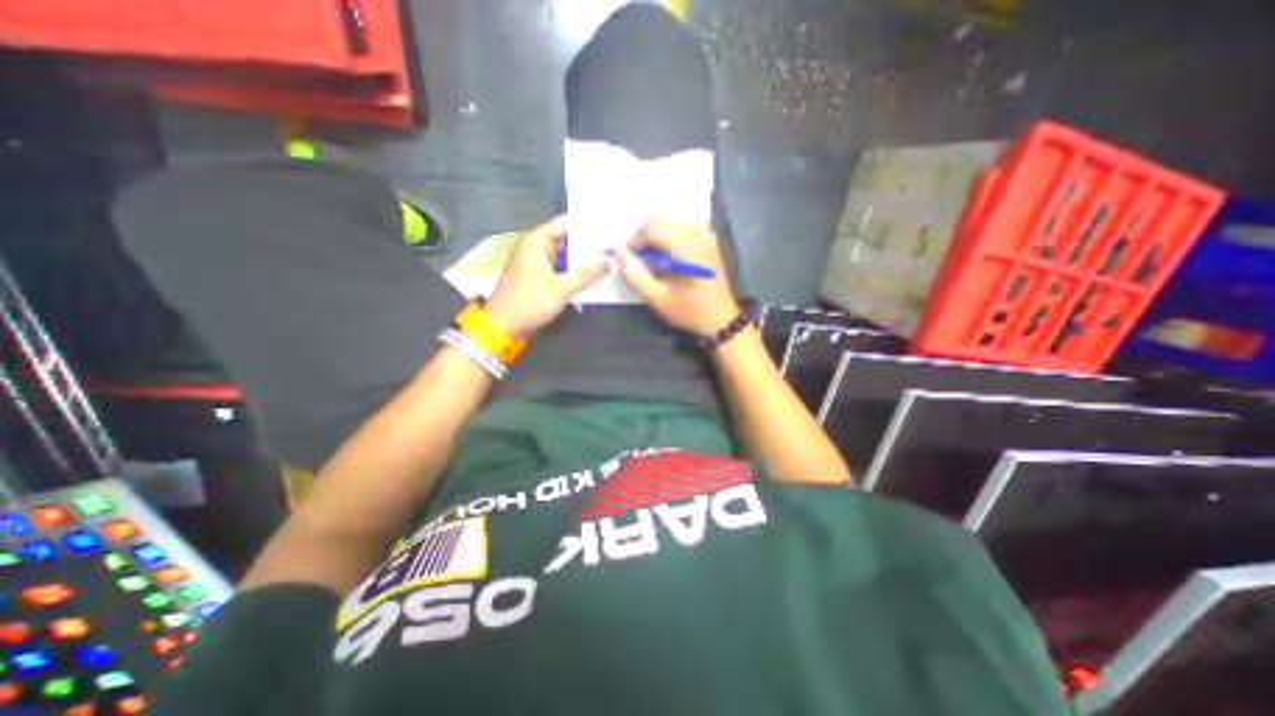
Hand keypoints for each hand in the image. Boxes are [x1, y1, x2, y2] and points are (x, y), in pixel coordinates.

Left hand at [486, 215, 609, 336]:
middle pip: (564, 239)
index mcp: (536, 242)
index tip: (608, 226)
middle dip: (586, 243)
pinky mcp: (537, 278)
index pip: (564, 223)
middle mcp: (534, 248)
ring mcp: (535, 263)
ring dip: (580, 258)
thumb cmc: (529, 303)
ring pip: (563, 255)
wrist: (503, 327)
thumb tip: (609, 260)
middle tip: (613, 244)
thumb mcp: (561, 289)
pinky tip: (590, 274)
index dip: (585, 224)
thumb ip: (586, 274)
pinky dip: (572, 270)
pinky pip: (559, 267)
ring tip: (607, 257)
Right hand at [616, 218, 737, 336]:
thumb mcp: (657, 299)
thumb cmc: (690, 311)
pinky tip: (666, 260)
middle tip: (637, 261)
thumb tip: (617, 253)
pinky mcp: (707, 239)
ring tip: (651, 262)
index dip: (634, 240)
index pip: (653, 227)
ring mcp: (705, 234)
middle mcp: (698, 233)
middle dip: (644, 238)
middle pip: (661, 221)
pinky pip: (680, 229)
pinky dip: (667, 240)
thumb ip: (635, 275)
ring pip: (669, 224)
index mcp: (688, 246)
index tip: (626, 258)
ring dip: (655, 239)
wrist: (721, 319)